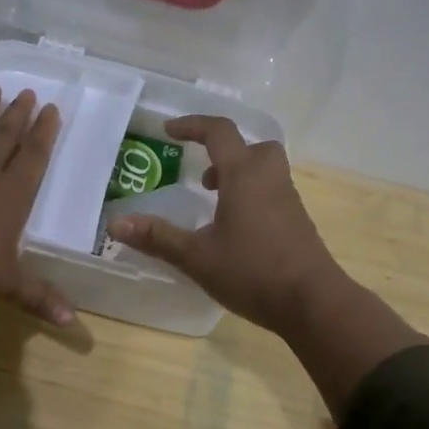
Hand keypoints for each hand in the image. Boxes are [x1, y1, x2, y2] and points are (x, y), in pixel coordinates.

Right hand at [107, 115, 426, 414]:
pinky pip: (272, 192)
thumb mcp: (197, 257)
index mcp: (244, 175)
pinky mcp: (298, 221)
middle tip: (203, 178)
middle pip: (252, 146)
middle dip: (225, 153)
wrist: (313, 302)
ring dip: (238, 176)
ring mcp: (288, 200)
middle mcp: (269, 178)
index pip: (219, 132)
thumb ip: (158, 238)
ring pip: (264, 170)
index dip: (192, 125)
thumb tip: (115, 223)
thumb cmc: (253, 272)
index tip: (168, 132)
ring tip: (215, 205)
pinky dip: (252, 197)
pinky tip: (237, 232)